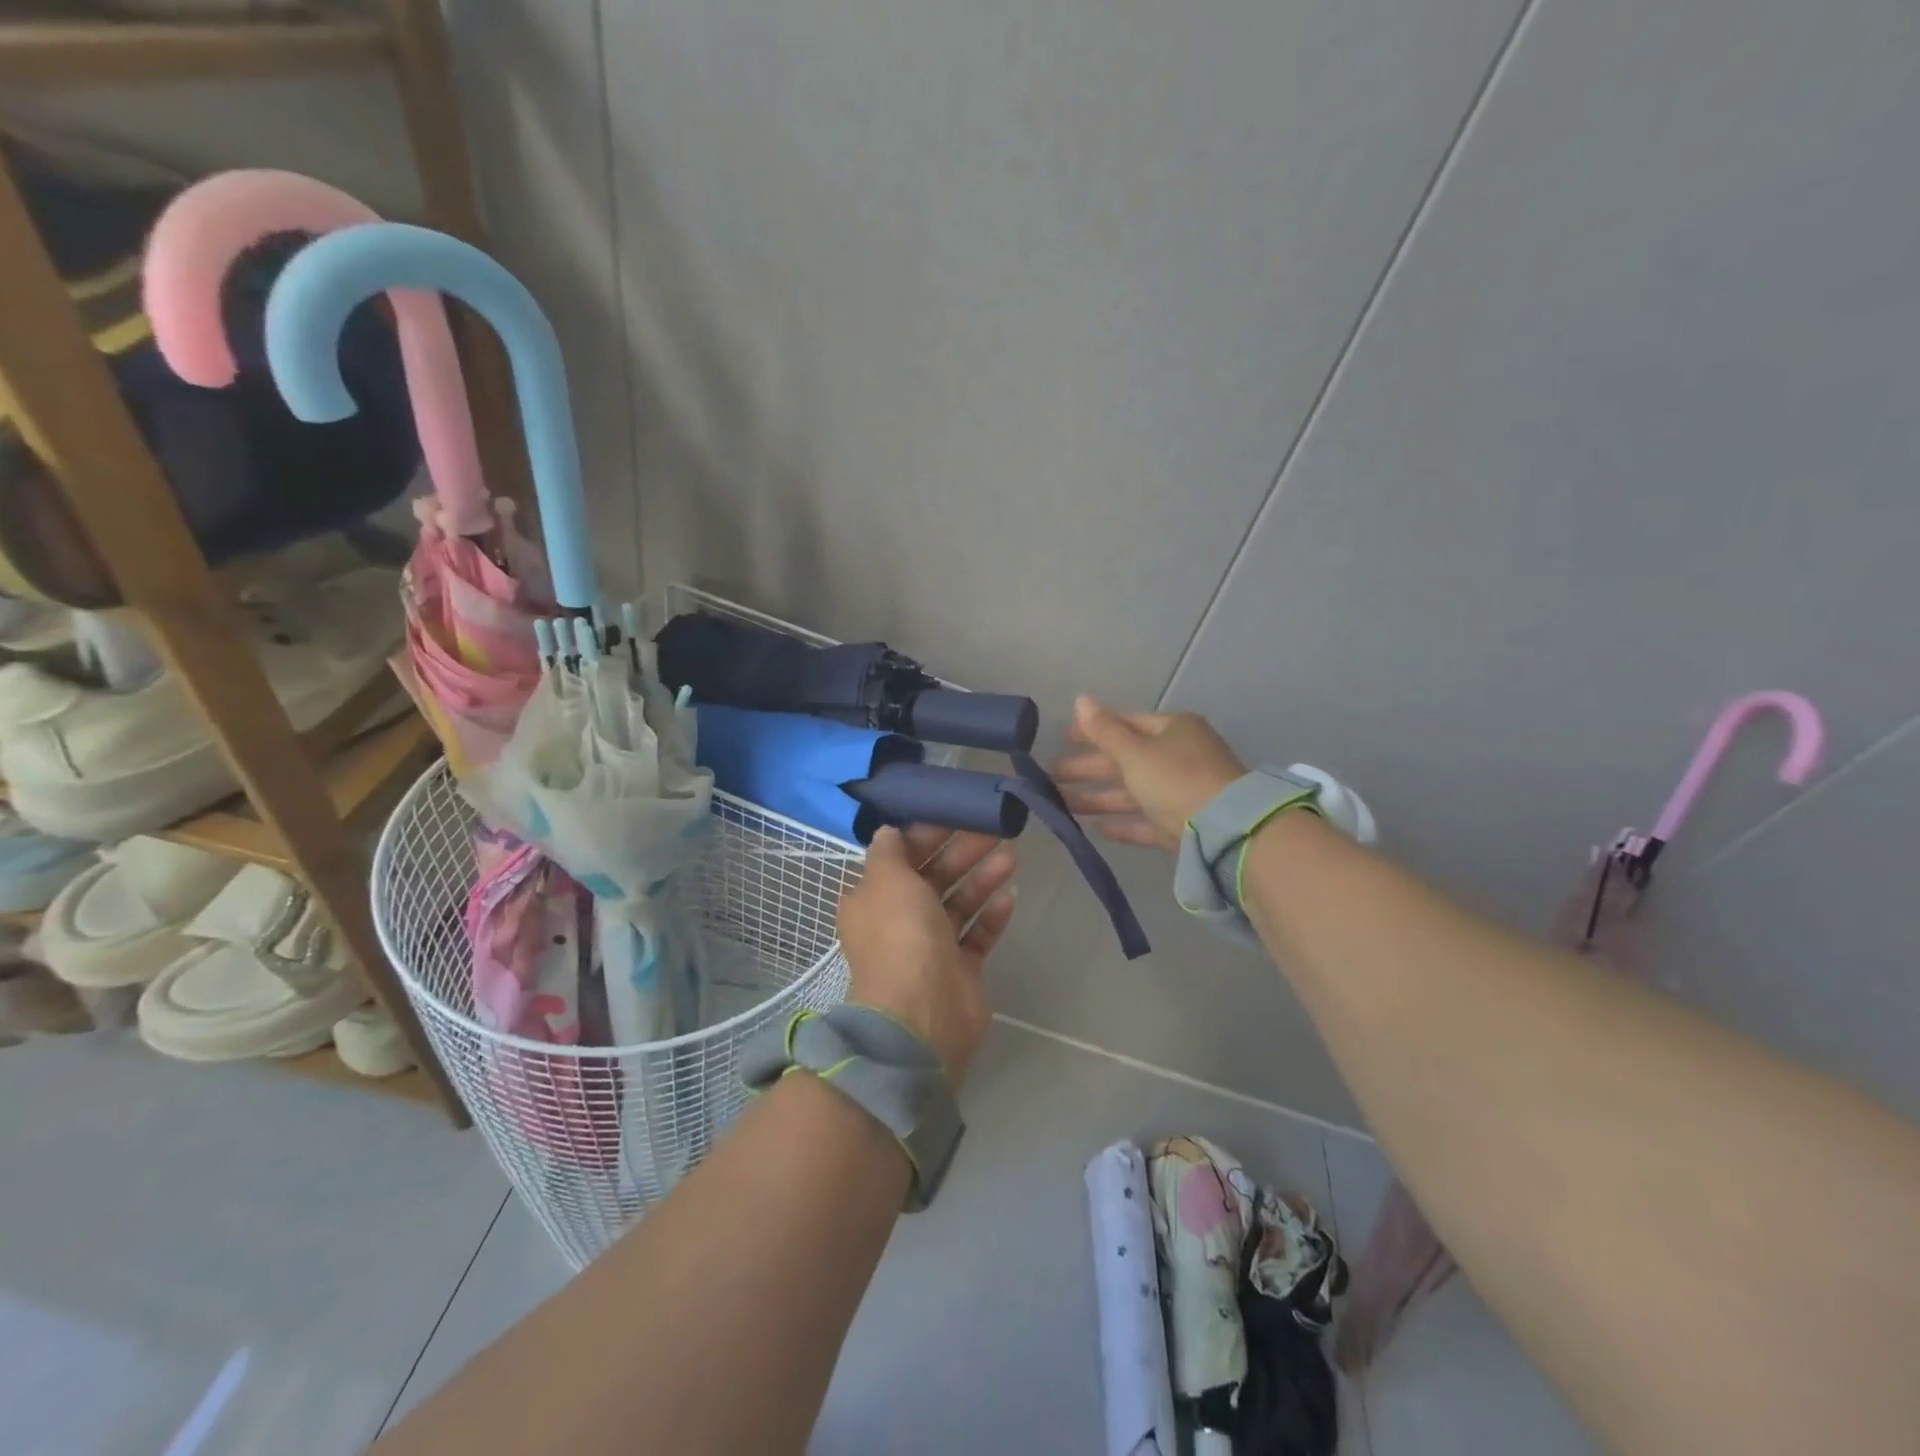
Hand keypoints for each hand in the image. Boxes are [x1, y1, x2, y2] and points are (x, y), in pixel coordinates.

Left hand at [837, 825, 1017, 1087]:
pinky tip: (1010, 896)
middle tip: (994, 831)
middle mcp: (899, 920)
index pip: (900, 857)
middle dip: (961, 852)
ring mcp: (931, 946)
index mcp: (873, 898)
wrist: (922, 1012)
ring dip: (981, 878)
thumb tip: (888, 831)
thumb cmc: (900, 935)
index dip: (926, 834)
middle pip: (933, 876)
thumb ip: (889, 851)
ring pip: (958, 903)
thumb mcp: (886, 879)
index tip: (956, 814)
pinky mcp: (960, 968)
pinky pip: (977, 934)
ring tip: (1010, 857)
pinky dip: (991, 915)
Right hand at [1054, 695, 1245, 850]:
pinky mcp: (1184, 825)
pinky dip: (1124, 823)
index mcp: (1172, 731)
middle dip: (1088, 768)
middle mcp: (1179, 757)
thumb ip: (1104, 730)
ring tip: (1063, 805)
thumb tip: (1080, 700)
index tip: (1062, 739)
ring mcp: (1183, 792)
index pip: (1125, 724)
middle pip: (1125, 760)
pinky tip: (1098, 829)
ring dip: (1098, 798)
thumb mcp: (1135, 752)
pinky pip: (1147, 820)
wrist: (1227, 830)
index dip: (1092, 730)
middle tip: (1051, 776)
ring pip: (1133, 792)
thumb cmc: (1176, 779)